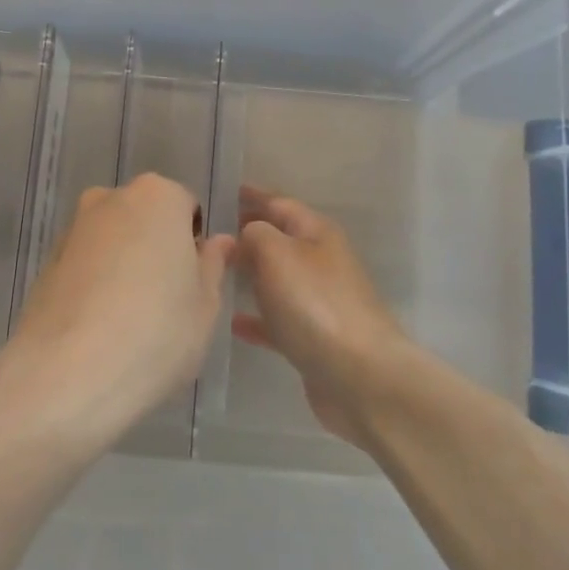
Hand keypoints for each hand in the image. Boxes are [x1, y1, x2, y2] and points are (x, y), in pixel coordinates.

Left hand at [4, 174, 233, 449]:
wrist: (66, 372)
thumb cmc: (155, 332)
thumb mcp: (205, 305)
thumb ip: (213, 266)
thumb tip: (218, 242)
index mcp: (157, 196)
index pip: (185, 207)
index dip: (193, 245)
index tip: (191, 283)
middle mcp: (110, 199)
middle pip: (144, 218)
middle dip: (154, 249)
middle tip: (164, 301)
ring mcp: (72, 228)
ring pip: (111, 240)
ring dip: (122, 265)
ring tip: (127, 319)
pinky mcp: (45, 261)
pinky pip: (83, 264)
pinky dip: (93, 283)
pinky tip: (97, 327)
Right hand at [233, 186, 408, 449]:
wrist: (360, 377)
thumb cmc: (315, 304)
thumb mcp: (277, 253)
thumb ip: (255, 234)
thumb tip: (246, 235)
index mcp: (317, 234)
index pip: (279, 204)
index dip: (252, 196)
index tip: (222, 192)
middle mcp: (321, 262)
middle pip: (279, 241)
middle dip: (247, 236)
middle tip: (208, 236)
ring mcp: (320, 303)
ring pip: (278, 280)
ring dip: (250, 276)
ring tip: (214, 275)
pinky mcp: (315, 340)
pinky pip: (278, 321)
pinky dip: (257, 318)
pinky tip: (233, 322)